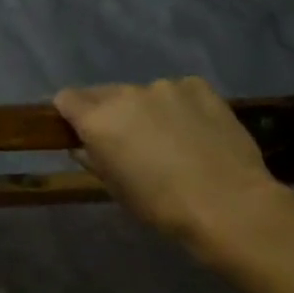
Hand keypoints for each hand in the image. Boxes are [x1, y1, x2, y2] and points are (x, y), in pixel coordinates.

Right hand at [54, 77, 281, 248]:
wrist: (226, 202)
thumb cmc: (161, 205)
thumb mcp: (116, 189)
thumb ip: (94, 160)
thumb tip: (83, 146)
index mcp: (98, 120)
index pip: (67, 99)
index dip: (70, 114)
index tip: (79, 131)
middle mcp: (127, 94)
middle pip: (105, 94)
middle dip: (109, 113)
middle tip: (128, 142)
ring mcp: (165, 86)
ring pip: (144, 94)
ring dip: (147, 110)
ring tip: (170, 139)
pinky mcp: (198, 86)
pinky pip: (178, 92)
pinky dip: (179, 107)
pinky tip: (196, 131)